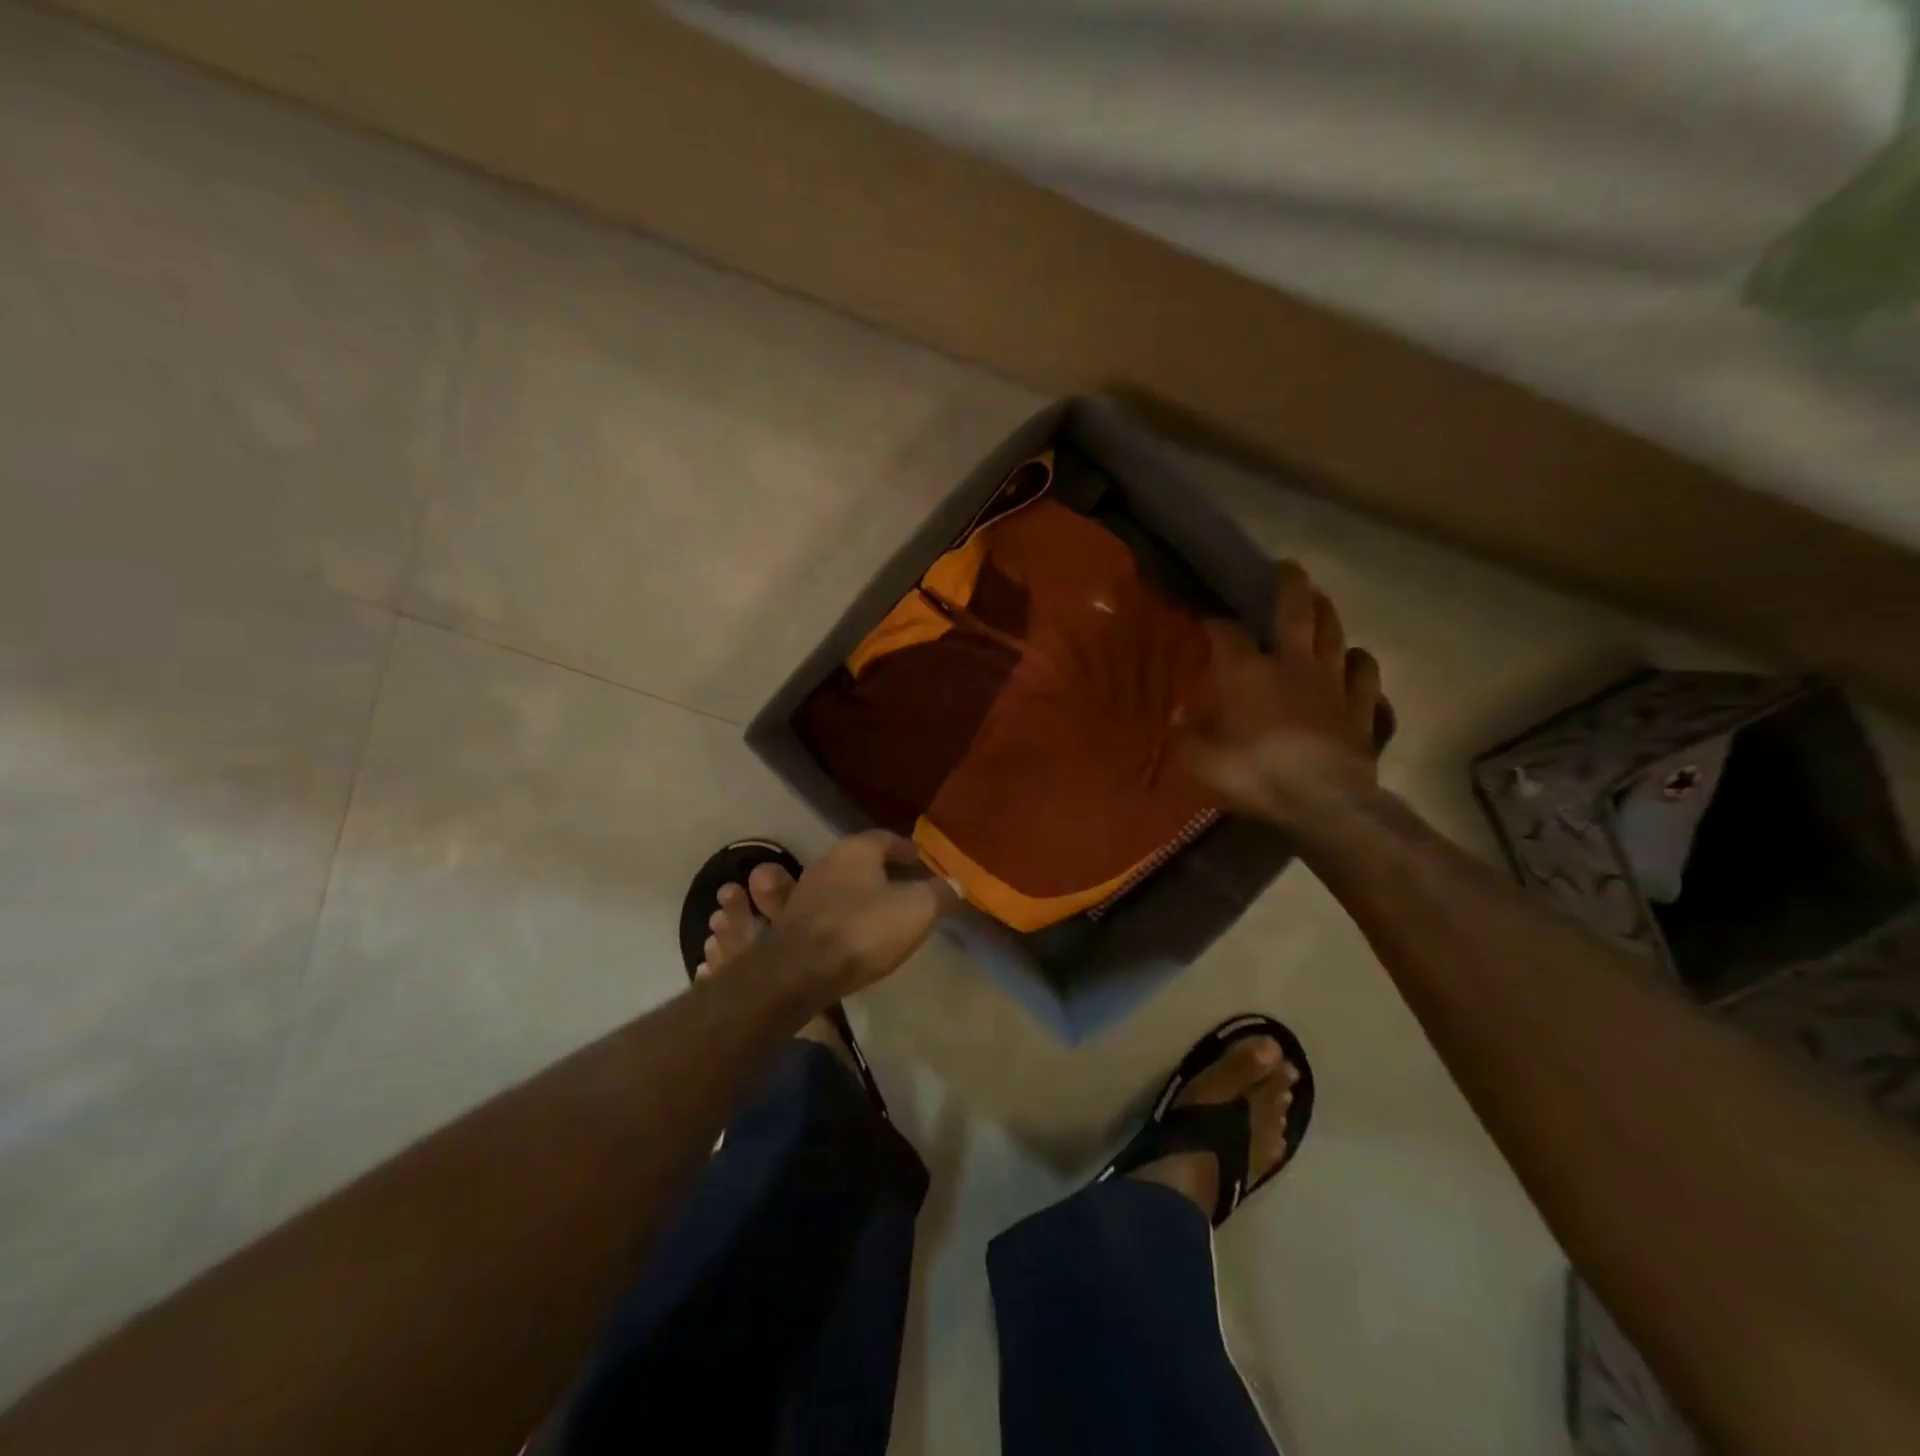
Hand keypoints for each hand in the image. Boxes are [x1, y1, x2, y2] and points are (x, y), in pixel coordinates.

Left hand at [760, 831, 959, 1002]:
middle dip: (883, 872)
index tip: (924, 863)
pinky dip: (837, 916)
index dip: (908, 850)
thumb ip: (939, 893)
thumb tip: (956, 884)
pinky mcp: (789, 924)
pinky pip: (820, 913)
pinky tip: (848, 930)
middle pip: (861, 861)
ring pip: (839, 886)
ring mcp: (803, 893)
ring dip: (858, 894)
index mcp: (856, 849)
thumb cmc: (864, 929)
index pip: (886, 838)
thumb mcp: (918, 909)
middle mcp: (825, 862)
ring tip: (881, 911)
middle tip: (908, 888)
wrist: (800, 973)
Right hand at [1180, 562, 1387, 826]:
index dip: (1216, 623)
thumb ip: (1189, 733)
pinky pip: (1365, 677)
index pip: (1228, 634)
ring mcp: (1332, 684)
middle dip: (1289, 587)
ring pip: (1334, 636)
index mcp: (1247, 672)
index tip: (1208, 619)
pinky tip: (1355, 660)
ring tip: (1321, 601)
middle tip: (1287, 568)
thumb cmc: (1253, 772)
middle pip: (1296, 613)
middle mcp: (1292, 665)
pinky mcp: (1360, 709)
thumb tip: (1180, 714)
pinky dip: (1360, 664)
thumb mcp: (1200, 759)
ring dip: (1327, 615)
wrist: (1321, 799)